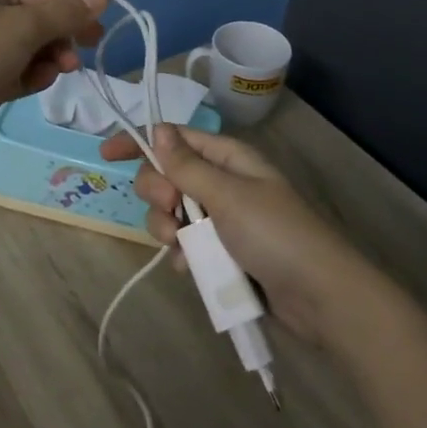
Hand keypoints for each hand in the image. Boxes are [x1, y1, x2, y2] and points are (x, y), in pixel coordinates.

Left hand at [0, 0, 107, 157]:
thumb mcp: (21, 30)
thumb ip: (64, 12)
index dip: (79, 6)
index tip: (108, 23)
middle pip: (39, 20)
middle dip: (61, 38)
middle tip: (81, 56)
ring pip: (29, 49)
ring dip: (46, 60)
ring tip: (55, 73)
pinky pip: (14, 71)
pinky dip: (27, 77)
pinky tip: (31, 86)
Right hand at [102, 124, 376, 344]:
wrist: (320, 298)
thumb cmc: (276, 235)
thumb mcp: (229, 195)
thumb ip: (187, 166)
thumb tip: (157, 129)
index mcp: (228, 159)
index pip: (174, 139)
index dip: (140, 143)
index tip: (106, 155)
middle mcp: (222, 183)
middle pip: (167, 176)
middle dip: (158, 193)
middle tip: (173, 210)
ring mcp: (222, 220)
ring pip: (172, 214)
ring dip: (168, 228)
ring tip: (182, 247)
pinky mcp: (222, 253)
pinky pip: (186, 246)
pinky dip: (182, 255)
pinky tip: (191, 269)